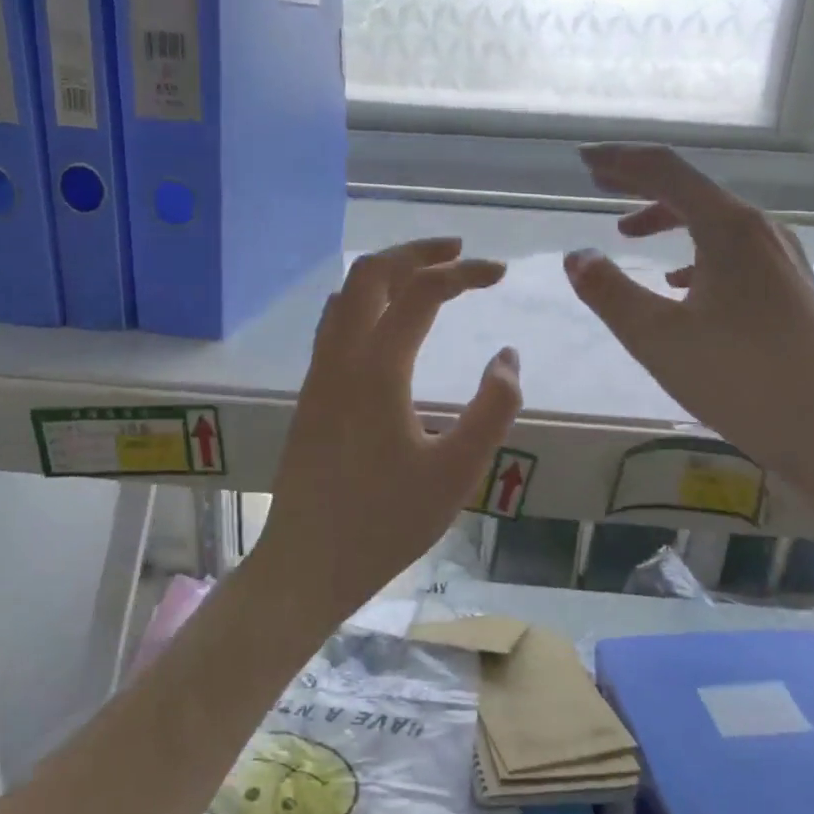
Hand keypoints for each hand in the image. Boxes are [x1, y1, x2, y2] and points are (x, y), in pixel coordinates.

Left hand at [260, 238, 522, 612]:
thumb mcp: (457, 473)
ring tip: (426, 277)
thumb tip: (507, 357)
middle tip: (459, 252)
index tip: (500, 273)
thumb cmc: (385, 523)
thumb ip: (492, 409)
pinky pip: (335, 323)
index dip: (464, 272)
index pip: (422, 292)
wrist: (307, 562)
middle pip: (371, 273)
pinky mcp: (310, 394)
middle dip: (417, 251)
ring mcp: (318, 374)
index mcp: (377, 369)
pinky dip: (366, 301)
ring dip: (387, 273)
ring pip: (346, 294)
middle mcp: (340, 357)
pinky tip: (387, 324)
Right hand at [564, 144, 813, 482]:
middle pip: (692, 190)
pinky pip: (732, 252)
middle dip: (640, 184)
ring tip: (629, 233)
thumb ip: (608, 291)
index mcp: (728, 229)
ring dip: (667, 219)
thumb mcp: (655, 337)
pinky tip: (680, 282)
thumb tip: (577, 256)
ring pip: (713, 222)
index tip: (584, 161)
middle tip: (599, 182)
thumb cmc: (738, 379)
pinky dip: (695, 253)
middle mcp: (760, 232)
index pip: (667, 172)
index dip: (621, 162)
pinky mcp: (789, 289)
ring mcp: (781, 260)